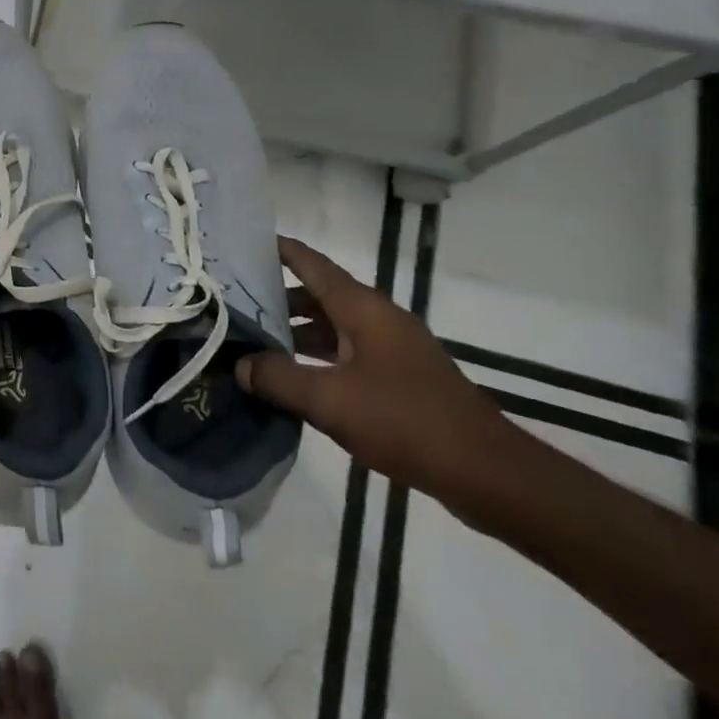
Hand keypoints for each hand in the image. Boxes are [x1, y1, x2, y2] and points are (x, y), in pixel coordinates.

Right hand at [238, 236, 514, 501]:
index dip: (278, 250)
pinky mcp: (400, 378)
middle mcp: (378, 319)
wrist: (486, 472)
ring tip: (252, 341)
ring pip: (333, 327)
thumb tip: (239, 364)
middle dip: (276, 297)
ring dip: (295, 331)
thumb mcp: (329, 400)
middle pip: (319, 295)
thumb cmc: (405, 421)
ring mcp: (392, 349)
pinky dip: (316, 357)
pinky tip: (293, 378)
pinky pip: (347, 354)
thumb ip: (278, 378)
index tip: (240, 245)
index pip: (312, 264)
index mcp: (363, 309)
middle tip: (232, 302)